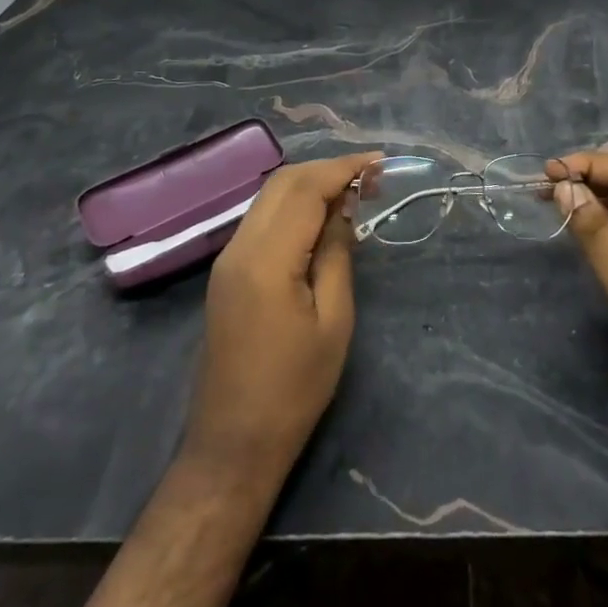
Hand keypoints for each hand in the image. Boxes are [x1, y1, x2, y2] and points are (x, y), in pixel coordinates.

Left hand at [182, 151, 380, 483]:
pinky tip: (320, 218)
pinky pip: (262, 218)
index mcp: (267, 259)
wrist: (233, 443)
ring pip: (269, 196)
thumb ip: (337, 254)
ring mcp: (228, 258)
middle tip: (370, 177)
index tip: (380, 163)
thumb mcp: (333, 322)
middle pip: (283, 182)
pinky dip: (293, 205)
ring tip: (352, 192)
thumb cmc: (294, 389)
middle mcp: (240, 247)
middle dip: (327, 169)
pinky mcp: (227, 272)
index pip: (306, 189)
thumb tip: (344, 208)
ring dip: (309, 184)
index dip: (344, 169)